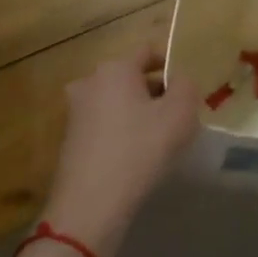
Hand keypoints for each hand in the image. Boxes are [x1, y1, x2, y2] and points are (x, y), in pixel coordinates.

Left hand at [43, 44, 199, 256]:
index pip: (148, 51)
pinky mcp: (70, 140)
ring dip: (138, 112)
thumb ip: (186, 85)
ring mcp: (75, 112)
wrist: (91, 205)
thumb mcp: (180, 113)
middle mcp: (89, 82)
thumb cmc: (140, 149)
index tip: (187, 86)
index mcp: (115, 68)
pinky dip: (121, 132)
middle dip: (155, 90)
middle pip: (131, 77)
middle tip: (178, 114)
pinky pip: (105, 124)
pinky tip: (136, 156)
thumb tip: (178, 80)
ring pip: (117, 101)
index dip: (171, 64)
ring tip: (160, 138)